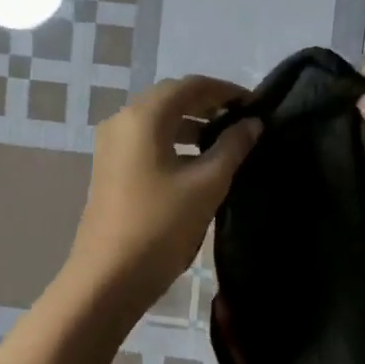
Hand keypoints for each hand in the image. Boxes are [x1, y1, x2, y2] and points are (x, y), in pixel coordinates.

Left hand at [67, 75, 260, 308]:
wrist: (108, 277)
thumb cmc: (161, 226)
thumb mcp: (206, 184)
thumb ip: (233, 147)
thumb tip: (252, 123)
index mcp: (144, 117)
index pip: (191, 86)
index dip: (225, 90)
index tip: (256, 104)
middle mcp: (122, 121)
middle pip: (171, 98)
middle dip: (208, 104)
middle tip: (243, 119)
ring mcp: (112, 145)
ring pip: (158, 119)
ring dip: (191, 123)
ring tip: (225, 139)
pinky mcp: (110, 167)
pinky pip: (147, 139)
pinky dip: (174, 140)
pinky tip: (197, 161)